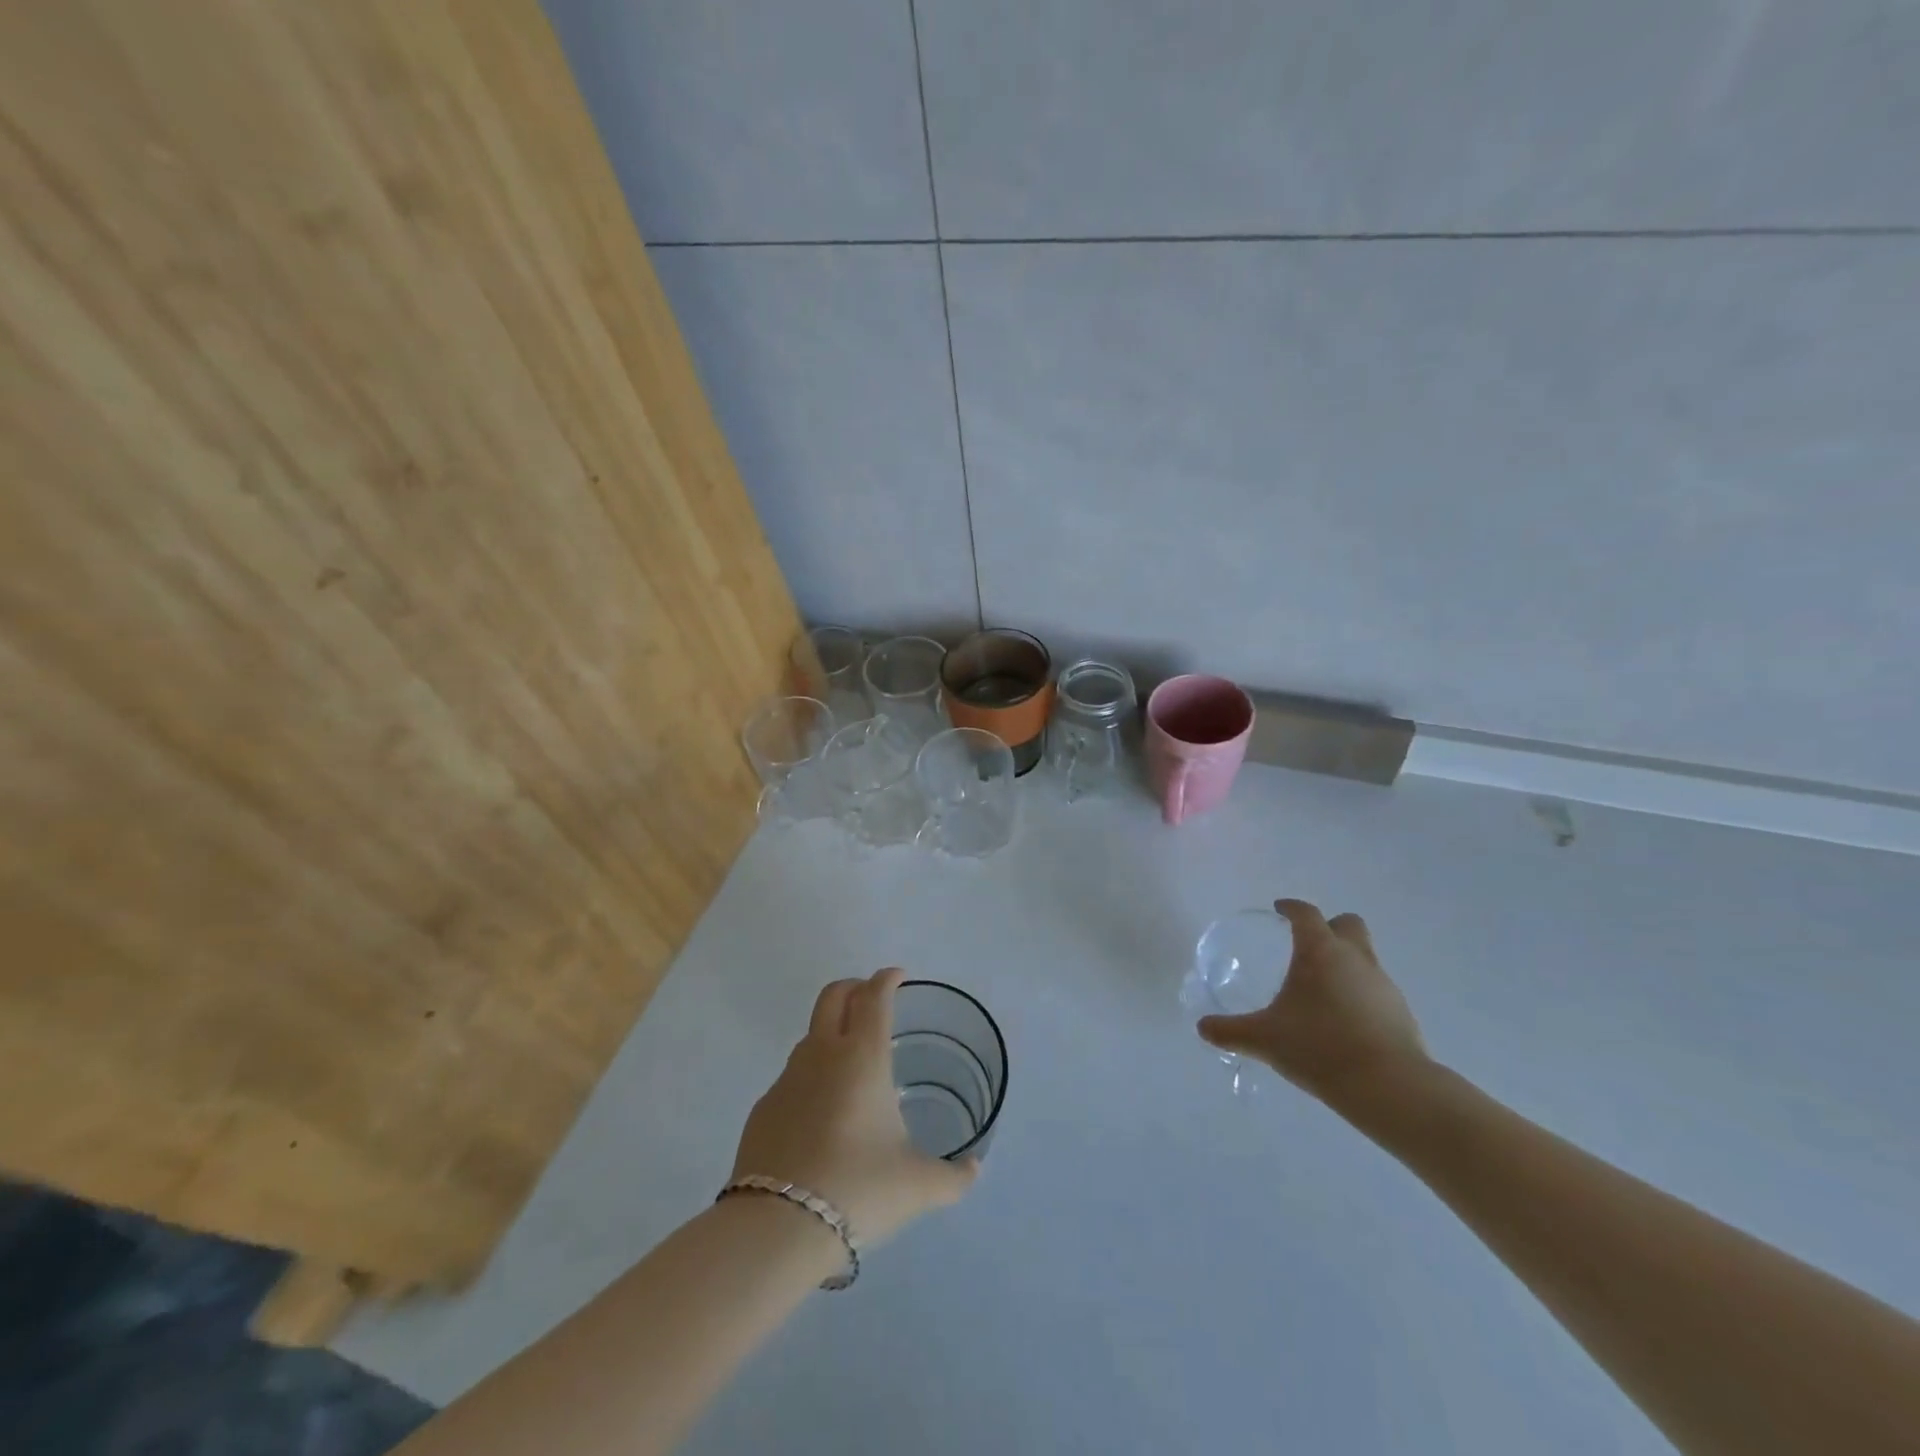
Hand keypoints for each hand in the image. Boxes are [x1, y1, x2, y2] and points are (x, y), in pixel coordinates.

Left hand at [732, 969, 977, 1246]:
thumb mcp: (918, 1185)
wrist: (777, 1227)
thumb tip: (973, 1170)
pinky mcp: (763, 1108)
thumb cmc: (859, 1189)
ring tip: (851, 1062)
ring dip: (831, 1031)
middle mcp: (822, 1055)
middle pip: (833, 996)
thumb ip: (953, 1176)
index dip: (887, 979)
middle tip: (871, 998)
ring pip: (810, 1035)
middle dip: (854, 987)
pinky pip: (792, 1077)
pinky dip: (811, 1077)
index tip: (898, 976)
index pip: (874, 997)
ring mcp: (787, 1079)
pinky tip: (822, 1113)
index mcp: (863, 1057)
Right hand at [1196, 899, 1428, 1105]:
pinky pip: (1377, 990)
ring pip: (1365, 958)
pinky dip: (1360, 995)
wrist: (1389, 1088)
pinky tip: (1344, 1021)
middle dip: (1329, 927)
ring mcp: (1384, 984)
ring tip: (1322, 991)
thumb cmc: (1319, 1047)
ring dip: (1346, 963)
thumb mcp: (1264, 1040)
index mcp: (1320, 951)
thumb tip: (1202, 1027)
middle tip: (1307, 944)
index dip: (1291, 908)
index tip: (1279, 910)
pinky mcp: (1402, 1013)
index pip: (1306, 914)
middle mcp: (1355, 958)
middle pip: (1348, 924)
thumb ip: (1231, 1031)